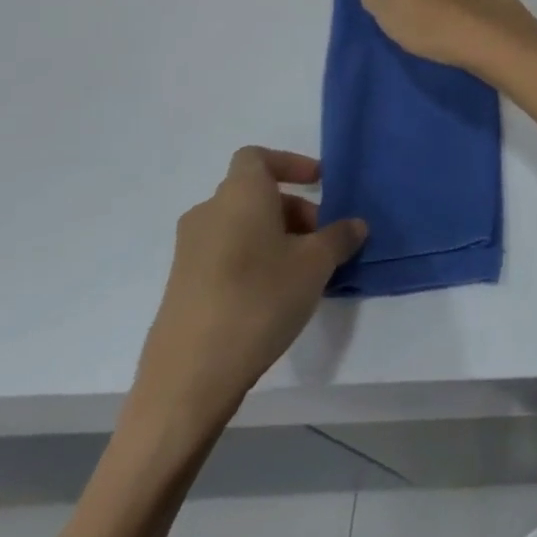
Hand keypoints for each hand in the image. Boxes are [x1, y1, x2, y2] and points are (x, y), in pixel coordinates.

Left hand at [131, 148, 365, 435]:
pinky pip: (225, 254)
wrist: (188, 378)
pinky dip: (252, 259)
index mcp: (239, 195)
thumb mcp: (316, 265)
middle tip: (321, 238)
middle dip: (292, 208)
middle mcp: (209, 213)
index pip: (257, 157)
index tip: (318, 185)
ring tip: (303, 271)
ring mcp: (189, 251)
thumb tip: (355, 225)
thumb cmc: (259, 300)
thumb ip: (339, 237)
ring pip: (240, 225)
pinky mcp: (181, 286)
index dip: (290, 164)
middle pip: (253, 193)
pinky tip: (273, 296)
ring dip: (274, 235)